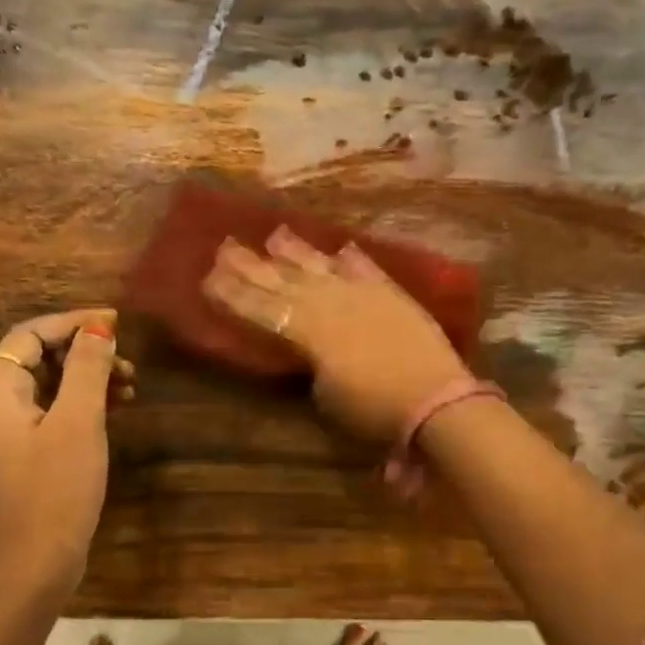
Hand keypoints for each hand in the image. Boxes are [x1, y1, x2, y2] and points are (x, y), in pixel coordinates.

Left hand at [0, 309, 134, 597]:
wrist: (35, 563)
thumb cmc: (56, 489)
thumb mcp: (78, 423)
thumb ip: (86, 370)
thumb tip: (99, 329)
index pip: (28, 336)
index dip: (70, 323)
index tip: (114, 324)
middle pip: (38, 360)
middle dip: (83, 352)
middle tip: (127, 362)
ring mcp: (11, 437)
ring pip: (50, 389)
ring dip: (87, 379)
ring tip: (130, 386)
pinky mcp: (28, 460)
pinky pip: (54, 416)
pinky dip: (83, 407)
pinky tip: (114, 413)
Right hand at [203, 229, 471, 442]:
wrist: (436, 399)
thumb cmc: (375, 410)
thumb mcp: (328, 396)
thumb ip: (312, 363)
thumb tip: (309, 349)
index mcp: (310, 332)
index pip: (262, 309)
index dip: (233, 295)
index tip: (207, 277)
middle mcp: (331, 304)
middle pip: (284, 281)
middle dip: (252, 265)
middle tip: (224, 246)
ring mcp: (364, 295)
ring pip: (322, 268)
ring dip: (296, 251)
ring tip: (274, 234)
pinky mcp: (393, 296)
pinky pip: (367, 271)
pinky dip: (352, 260)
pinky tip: (340, 248)